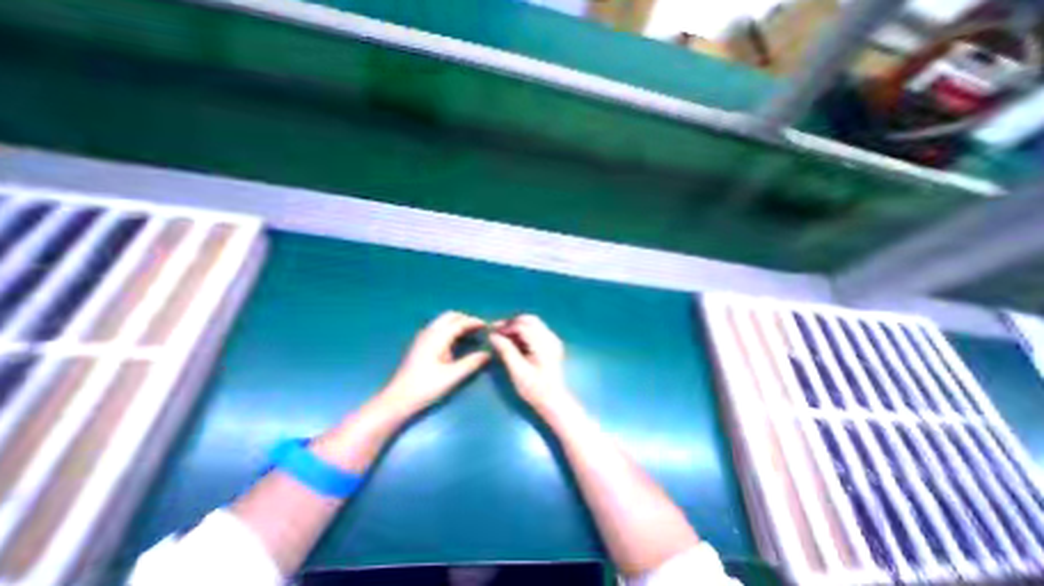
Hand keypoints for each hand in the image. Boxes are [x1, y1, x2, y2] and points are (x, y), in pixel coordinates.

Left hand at [382, 312, 492, 416]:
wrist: (397, 400)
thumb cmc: (425, 387)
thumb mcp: (452, 376)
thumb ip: (472, 362)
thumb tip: (488, 353)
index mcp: (437, 337)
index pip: (459, 322)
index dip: (475, 322)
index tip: (489, 326)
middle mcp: (429, 332)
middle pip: (450, 317)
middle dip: (466, 320)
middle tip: (480, 329)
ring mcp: (423, 338)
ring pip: (443, 322)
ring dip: (458, 324)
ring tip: (472, 335)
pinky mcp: (420, 346)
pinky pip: (439, 330)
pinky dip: (451, 330)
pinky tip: (457, 343)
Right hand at [489, 314, 569, 413]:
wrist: (553, 400)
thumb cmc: (535, 389)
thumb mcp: (517, 371)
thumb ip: (506, 350)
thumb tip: (493, 335)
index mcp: (543, 344)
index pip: (522, 325)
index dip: (506, 326)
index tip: (492, 331)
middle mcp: (550, 337)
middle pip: (529, 320)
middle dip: (512, 323)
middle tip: (496, 331)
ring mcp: (552, 340)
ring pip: (533, 323)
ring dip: (517, 326)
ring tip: (503, 336)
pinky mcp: (551, 344)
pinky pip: (536, 330)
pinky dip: (524, 331)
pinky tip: (514, 341)